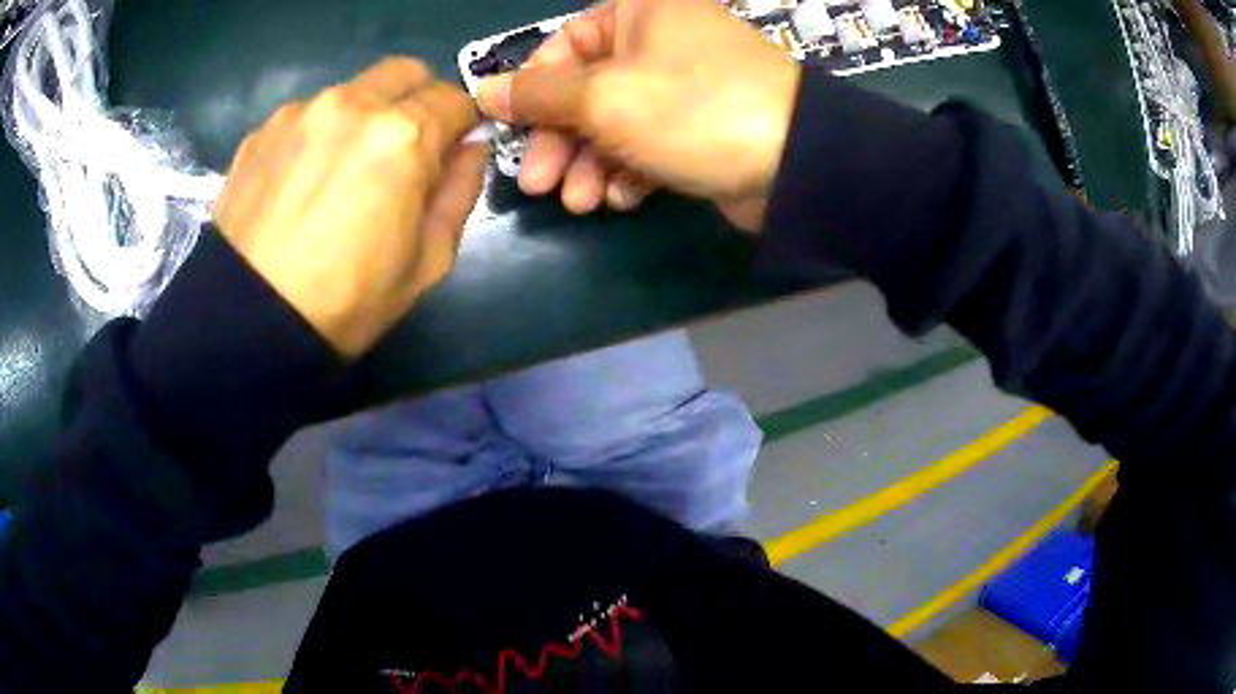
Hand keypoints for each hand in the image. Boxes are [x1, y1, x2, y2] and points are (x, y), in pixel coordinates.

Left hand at [214, 58, 487, 356]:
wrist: (249, 322)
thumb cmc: (347, 301)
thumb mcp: (428, 261)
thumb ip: (461, 192)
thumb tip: (471, 148)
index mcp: (404, 136)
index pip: (455, 98)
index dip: (462, 123)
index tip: (453, 148)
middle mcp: (353, 104)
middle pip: (405, 72)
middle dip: (418, 99)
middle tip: (405, 147)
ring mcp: (301, 111)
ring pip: (353, 89)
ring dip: (364, 115)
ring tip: (341, 169)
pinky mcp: (263, 130)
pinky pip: (308, 113)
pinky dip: (319, 133)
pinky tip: (301, 180)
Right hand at [476, 0, 798, 230]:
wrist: (794, 164)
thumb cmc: (691, 109)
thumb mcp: (602, 97)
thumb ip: (538, 95)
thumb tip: (484, 90)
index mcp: (639, 12)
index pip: (563, 44)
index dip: (532, 90)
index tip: (511, 131)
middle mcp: (660, 41)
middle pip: (587, 89)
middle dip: (561, 140)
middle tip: (538, 186)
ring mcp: (683, 87)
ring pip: (615, 122)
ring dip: (591, 164)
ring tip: (581, 204)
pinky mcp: (699, 128)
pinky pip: (649, 143)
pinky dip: (630, 171)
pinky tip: (622, 199)